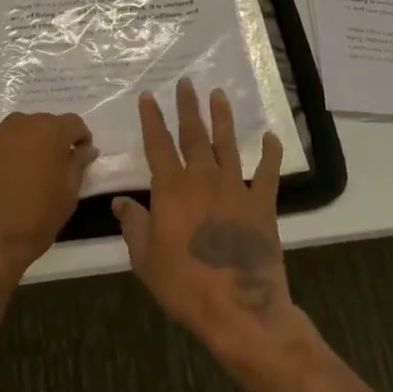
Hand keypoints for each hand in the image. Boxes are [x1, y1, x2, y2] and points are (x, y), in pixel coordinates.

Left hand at [0, 111, 96, 279]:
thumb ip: (78, 165)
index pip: (72, 123)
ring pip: (10, 135)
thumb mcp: (67, 196)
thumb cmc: (34, 220)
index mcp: (47, 131)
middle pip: (39, 125)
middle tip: (50, 168)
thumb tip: (85, 150)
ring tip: (19, 177)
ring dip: (19, 148)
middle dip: (48, 141)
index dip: (80, 138)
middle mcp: (16, 125)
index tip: (81, 156)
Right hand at [113, 78, 294, 362]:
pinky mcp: (262, 205)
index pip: (158, 144)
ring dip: (223, 118)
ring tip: (219, 95)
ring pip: (227, 145)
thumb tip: (121, 202)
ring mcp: (236, 189)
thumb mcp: (145, 260)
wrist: (239, 309)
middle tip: (187, 82)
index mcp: (172, 189)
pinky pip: (268, 173)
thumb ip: (134, 226)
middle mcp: (203, 179)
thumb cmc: (185, 285)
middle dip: (188, 107)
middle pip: (194, 135)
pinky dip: (270, 154)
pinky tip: (271, 138)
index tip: (149, 96)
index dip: (152, 119)